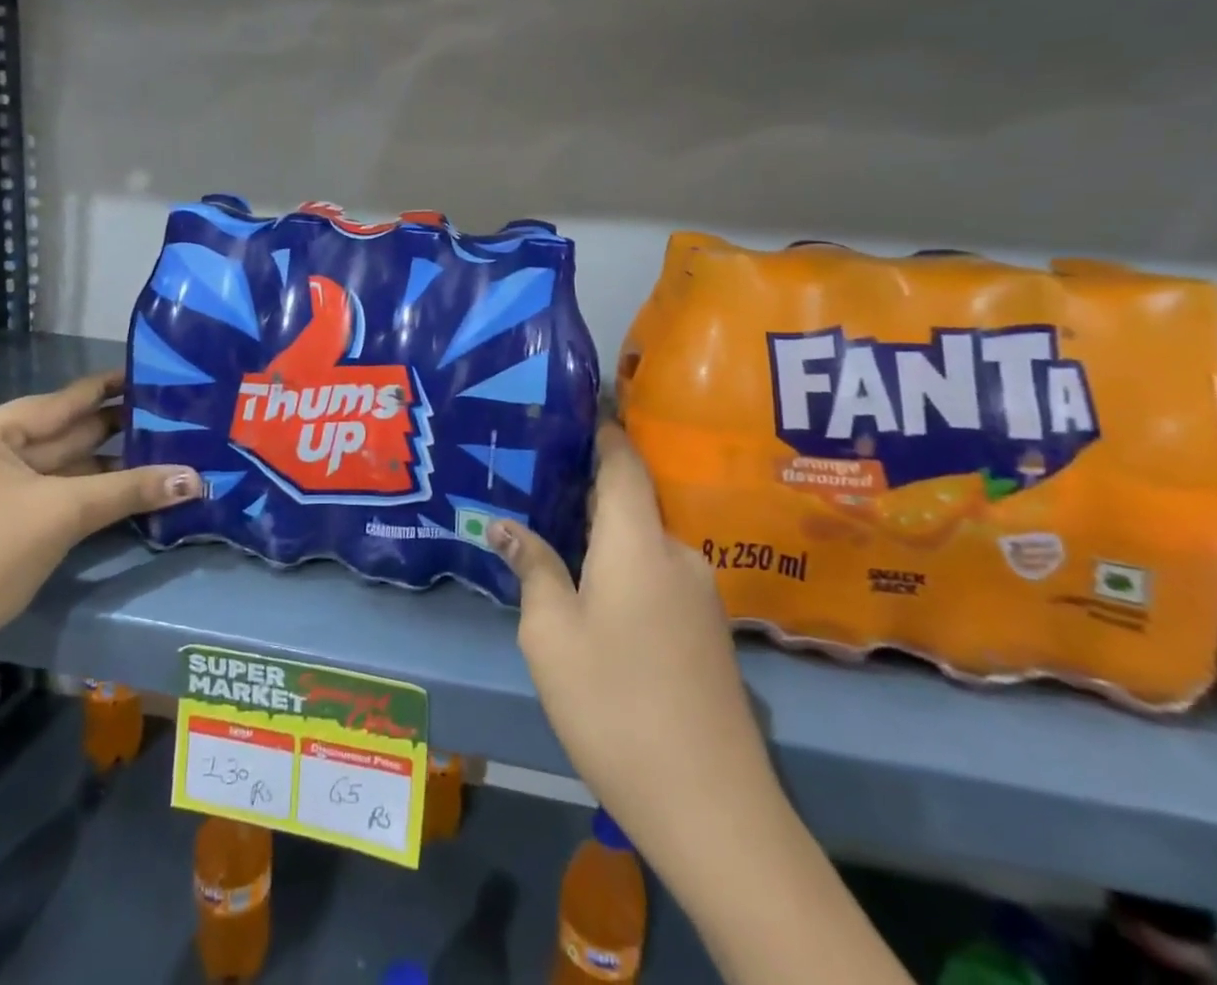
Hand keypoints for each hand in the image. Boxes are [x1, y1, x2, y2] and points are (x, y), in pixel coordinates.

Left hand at [0, 371, 202, 682]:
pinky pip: (39, 491)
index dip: (108, 389)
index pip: (60, 401)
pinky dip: (76, 490)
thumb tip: (196, 479)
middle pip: (57, 433)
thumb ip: (130, 489)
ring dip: (98, 464)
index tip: (150, 376)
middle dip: (111, 430)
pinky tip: (116, 488)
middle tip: (167, 417)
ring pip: (50, 467)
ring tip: (155, 449)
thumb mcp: (63, 515)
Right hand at [487, 424, 777, 866]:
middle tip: (536, 479)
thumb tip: (504, 525)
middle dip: (586, 486)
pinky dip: (623, 563)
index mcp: (638, 541)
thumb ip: (532, 569)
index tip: (568, 410)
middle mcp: (677, 552)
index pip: (623, 461)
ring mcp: (700, 593)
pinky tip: (592, 589)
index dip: (600, 430)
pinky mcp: (707, 629)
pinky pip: (657, 572)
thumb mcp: (550, 634)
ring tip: (554, 533)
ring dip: (603, 532)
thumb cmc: (614, 703)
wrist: (712, 806)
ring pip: (642, 540)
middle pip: (631, 499)